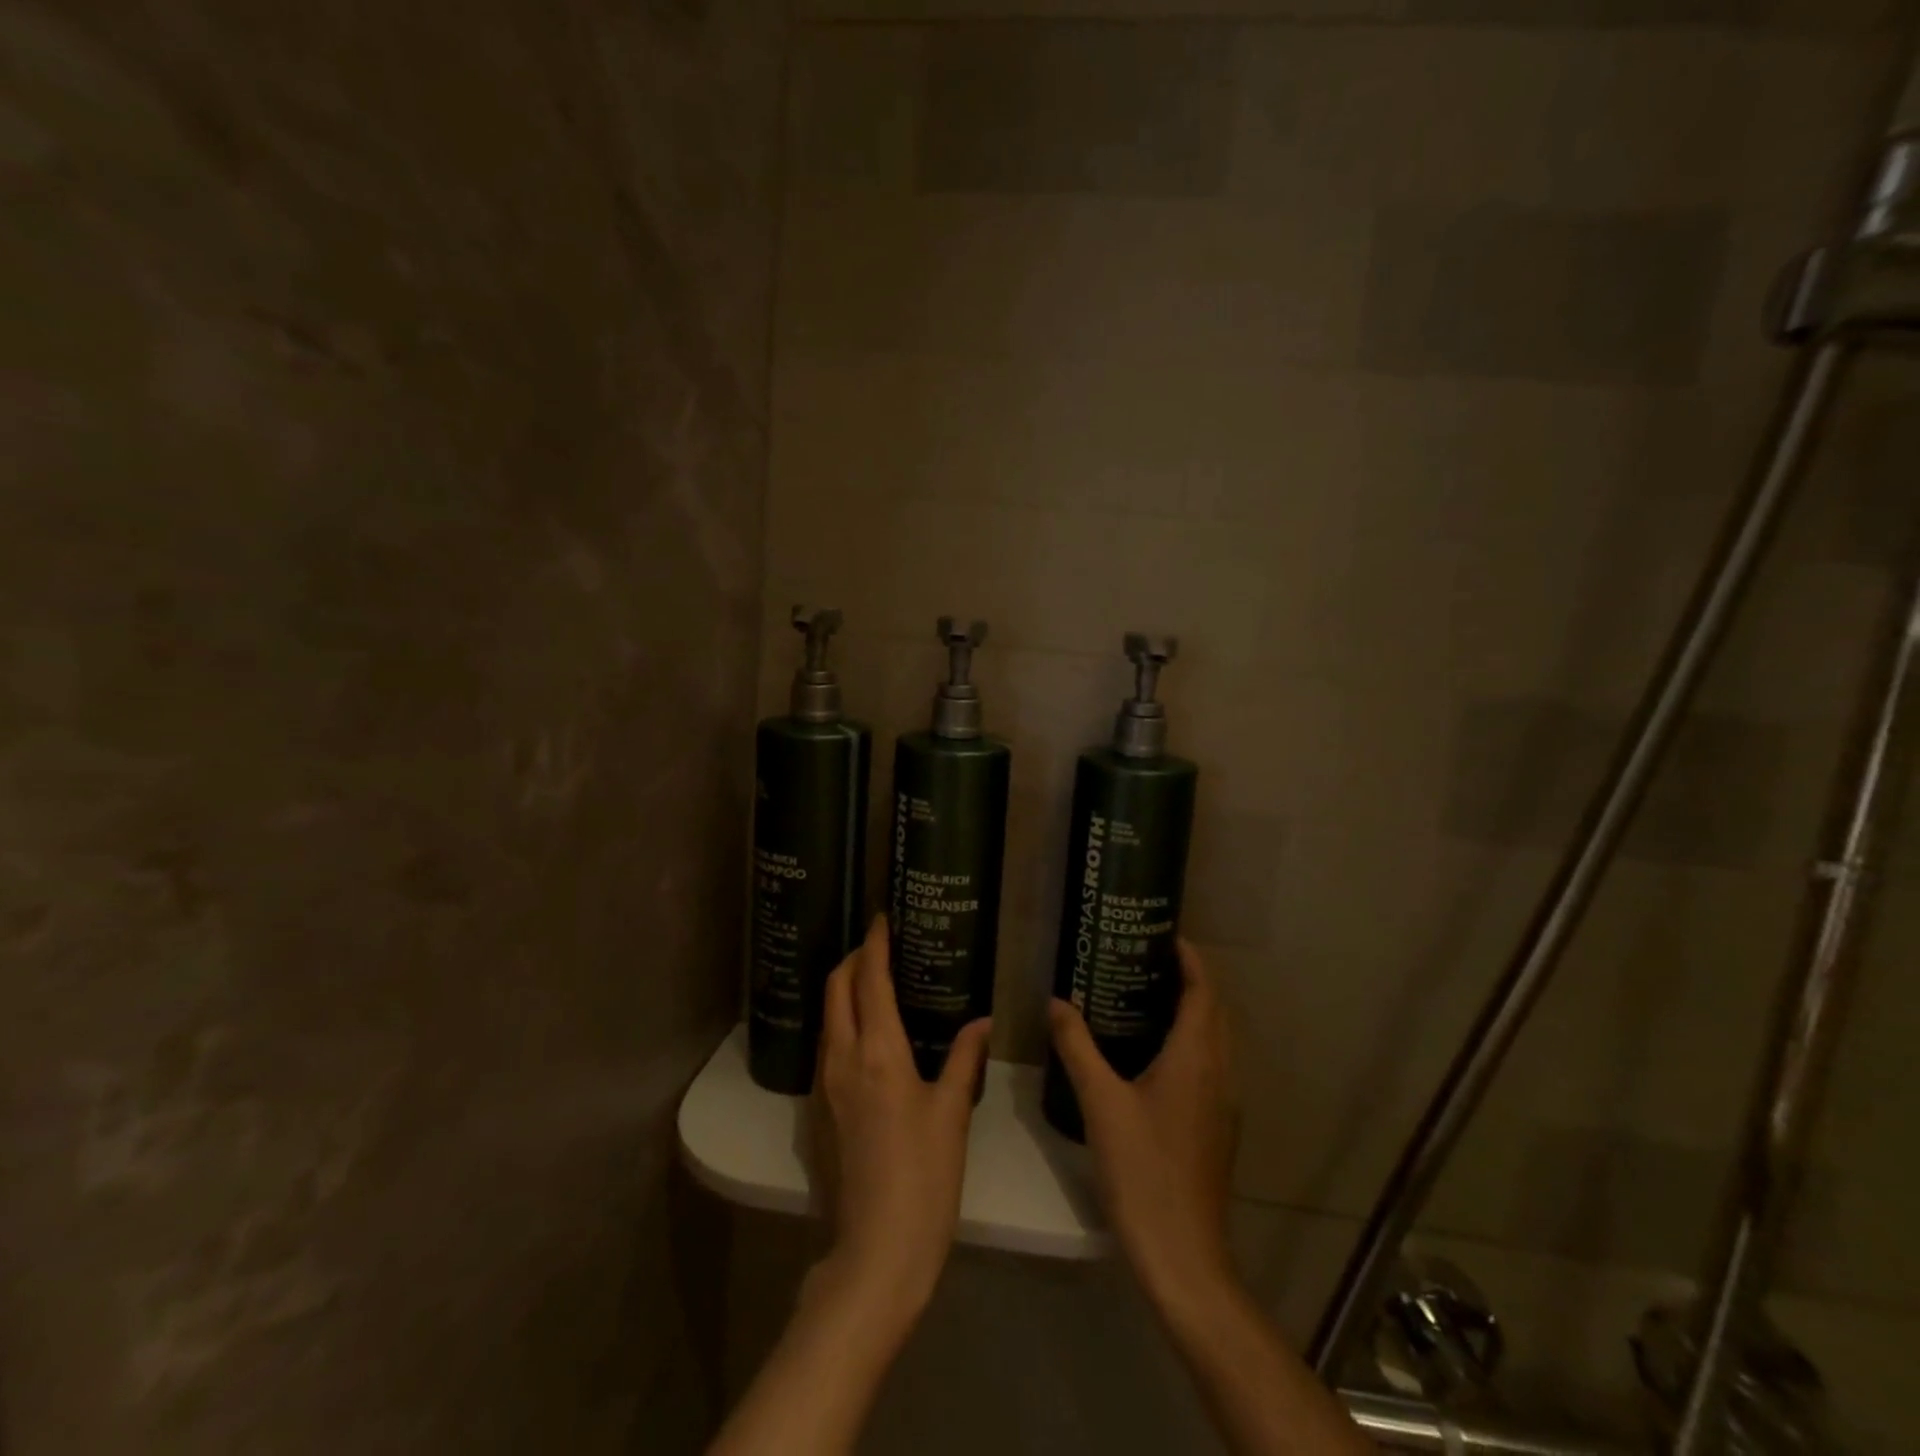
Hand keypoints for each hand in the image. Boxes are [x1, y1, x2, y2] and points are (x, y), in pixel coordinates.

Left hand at [811, 916, 991, 1334]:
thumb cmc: (924, 1176)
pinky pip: (827, 1045)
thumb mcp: (952, 1112)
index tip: (881, 918)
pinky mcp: (819, 1108)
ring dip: (843, 988)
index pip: (870, 979)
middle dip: (852, 958)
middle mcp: (843, 1057)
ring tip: (873, 980)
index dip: (875, 944)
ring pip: (828, 1016)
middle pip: (837, 988)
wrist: (876, 1249)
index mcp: (879, 1051)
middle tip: (878, 945)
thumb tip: (982, 1021)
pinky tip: (865, 1032)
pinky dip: (841, 1020)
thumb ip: (964, 1058)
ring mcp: (825, 1084)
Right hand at [1048, 939, 1237, 1312]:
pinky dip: (1191, 1042)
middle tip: (1148, 959)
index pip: (1204, 991)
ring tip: (1148, 996)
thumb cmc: (1143, 1170)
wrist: (1183, 1255)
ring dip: (1193, 1011)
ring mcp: (1224, 1103)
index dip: (1191, 959)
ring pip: (1216, 1040)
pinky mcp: (1218, 1127)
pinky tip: (1154, 1054)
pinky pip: (1211, 1065)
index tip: (1166, 935)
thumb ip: (1077, 1046)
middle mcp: (1219, 1072)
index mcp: (1197, 1057)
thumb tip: (1055, 1001)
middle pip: (1215, 1011)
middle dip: (1190, 979)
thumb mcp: (1100, 1102)